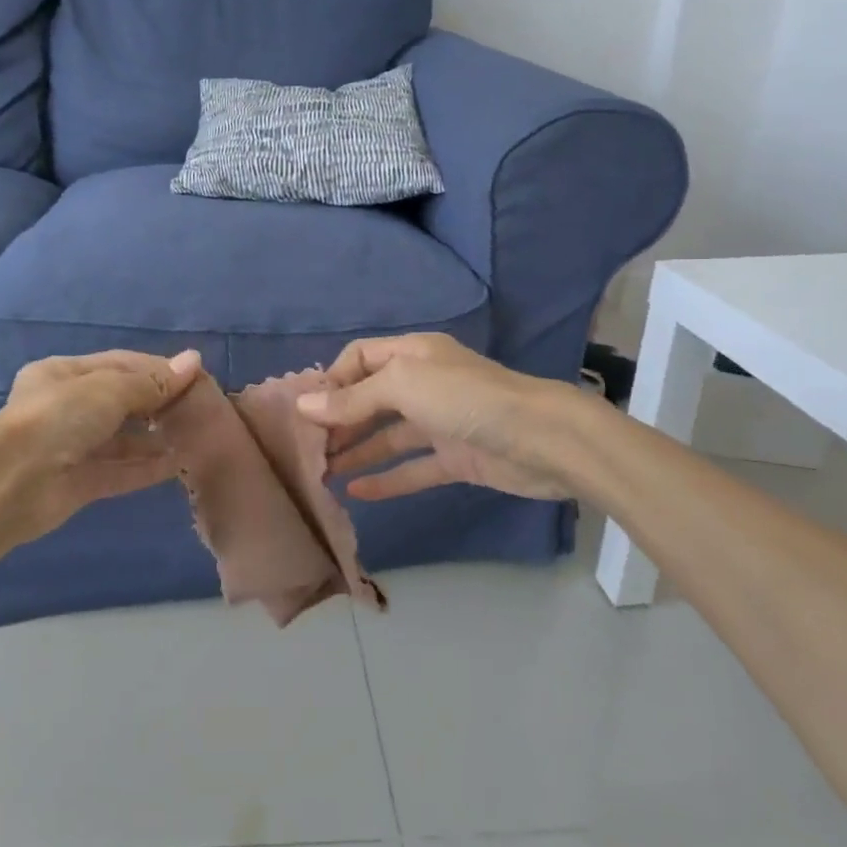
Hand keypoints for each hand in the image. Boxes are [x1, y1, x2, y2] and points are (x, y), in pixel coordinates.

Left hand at [0, 349, 202, 541]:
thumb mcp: (109, 389)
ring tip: (193, 436)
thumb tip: (194, 361)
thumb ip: (152, 381)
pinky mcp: (78, 483)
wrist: (12, 483)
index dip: (157, 369)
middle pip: (120, 401)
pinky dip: (145, 468)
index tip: (194, 376)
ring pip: (120, 439)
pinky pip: (118, 471)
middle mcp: (66, 408)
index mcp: (63, 374)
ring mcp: (71, 448)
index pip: (119, 364)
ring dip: (153, 438)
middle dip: (157, 404)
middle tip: (198, 408)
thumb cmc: (60, 417)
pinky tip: (176, 464)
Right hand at [296, 333, 588, 501]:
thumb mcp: (404, 386)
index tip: (305, 411)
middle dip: (339, 421)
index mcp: (413, 354)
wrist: (542, 439)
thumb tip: (304, 405)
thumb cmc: (466, 398)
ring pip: (388, 436)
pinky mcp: (456, 458)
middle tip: (308, 450)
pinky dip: (387, 479)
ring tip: (323, 474)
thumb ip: (354, 399)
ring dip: (357, 451)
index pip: (360, 358)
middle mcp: (424, 384)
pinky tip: (358, 493)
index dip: (332, 381)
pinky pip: (413, 468)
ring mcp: (440, 422)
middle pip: (371, 399)